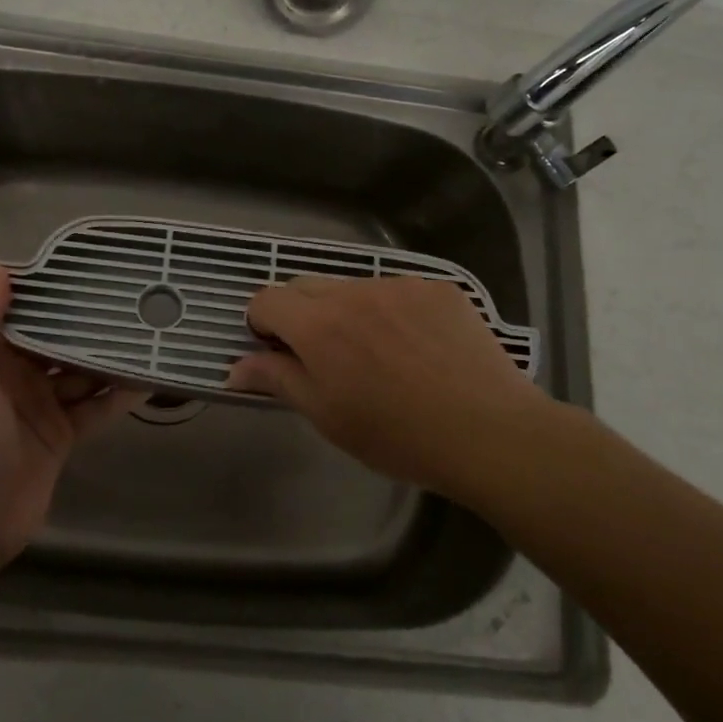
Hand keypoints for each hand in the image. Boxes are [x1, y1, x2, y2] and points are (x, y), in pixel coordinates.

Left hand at [0, 264, 141, 565]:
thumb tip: (0, 266)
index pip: (23, 315)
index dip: (49, 293)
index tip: (84, 269)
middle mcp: (17, 378)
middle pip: (58, 343)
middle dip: (88, 325)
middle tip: (130, 299)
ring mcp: (43, 408)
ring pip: (82, 374)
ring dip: (109, 358)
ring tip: (147, 333)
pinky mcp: (63, 437)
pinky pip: (96, 409)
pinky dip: (119, 397)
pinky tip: (148, 380)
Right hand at [227, 275, 555, 500]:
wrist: (488, 432)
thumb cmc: (397, 436)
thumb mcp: (327, 416)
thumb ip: (277, 380)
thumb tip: (234, 368)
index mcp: (319, 324)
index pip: (267, 299)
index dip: (262, 324)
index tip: (277, 352)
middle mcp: (354, 292)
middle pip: (305, 286)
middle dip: (300, 314)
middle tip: (324, 357)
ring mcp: (400, 285)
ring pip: (353, 288)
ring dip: (348, 311)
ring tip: (379, 355)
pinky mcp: (438, 287)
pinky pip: (397, 290)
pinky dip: (391, 311)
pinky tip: (417, 347)